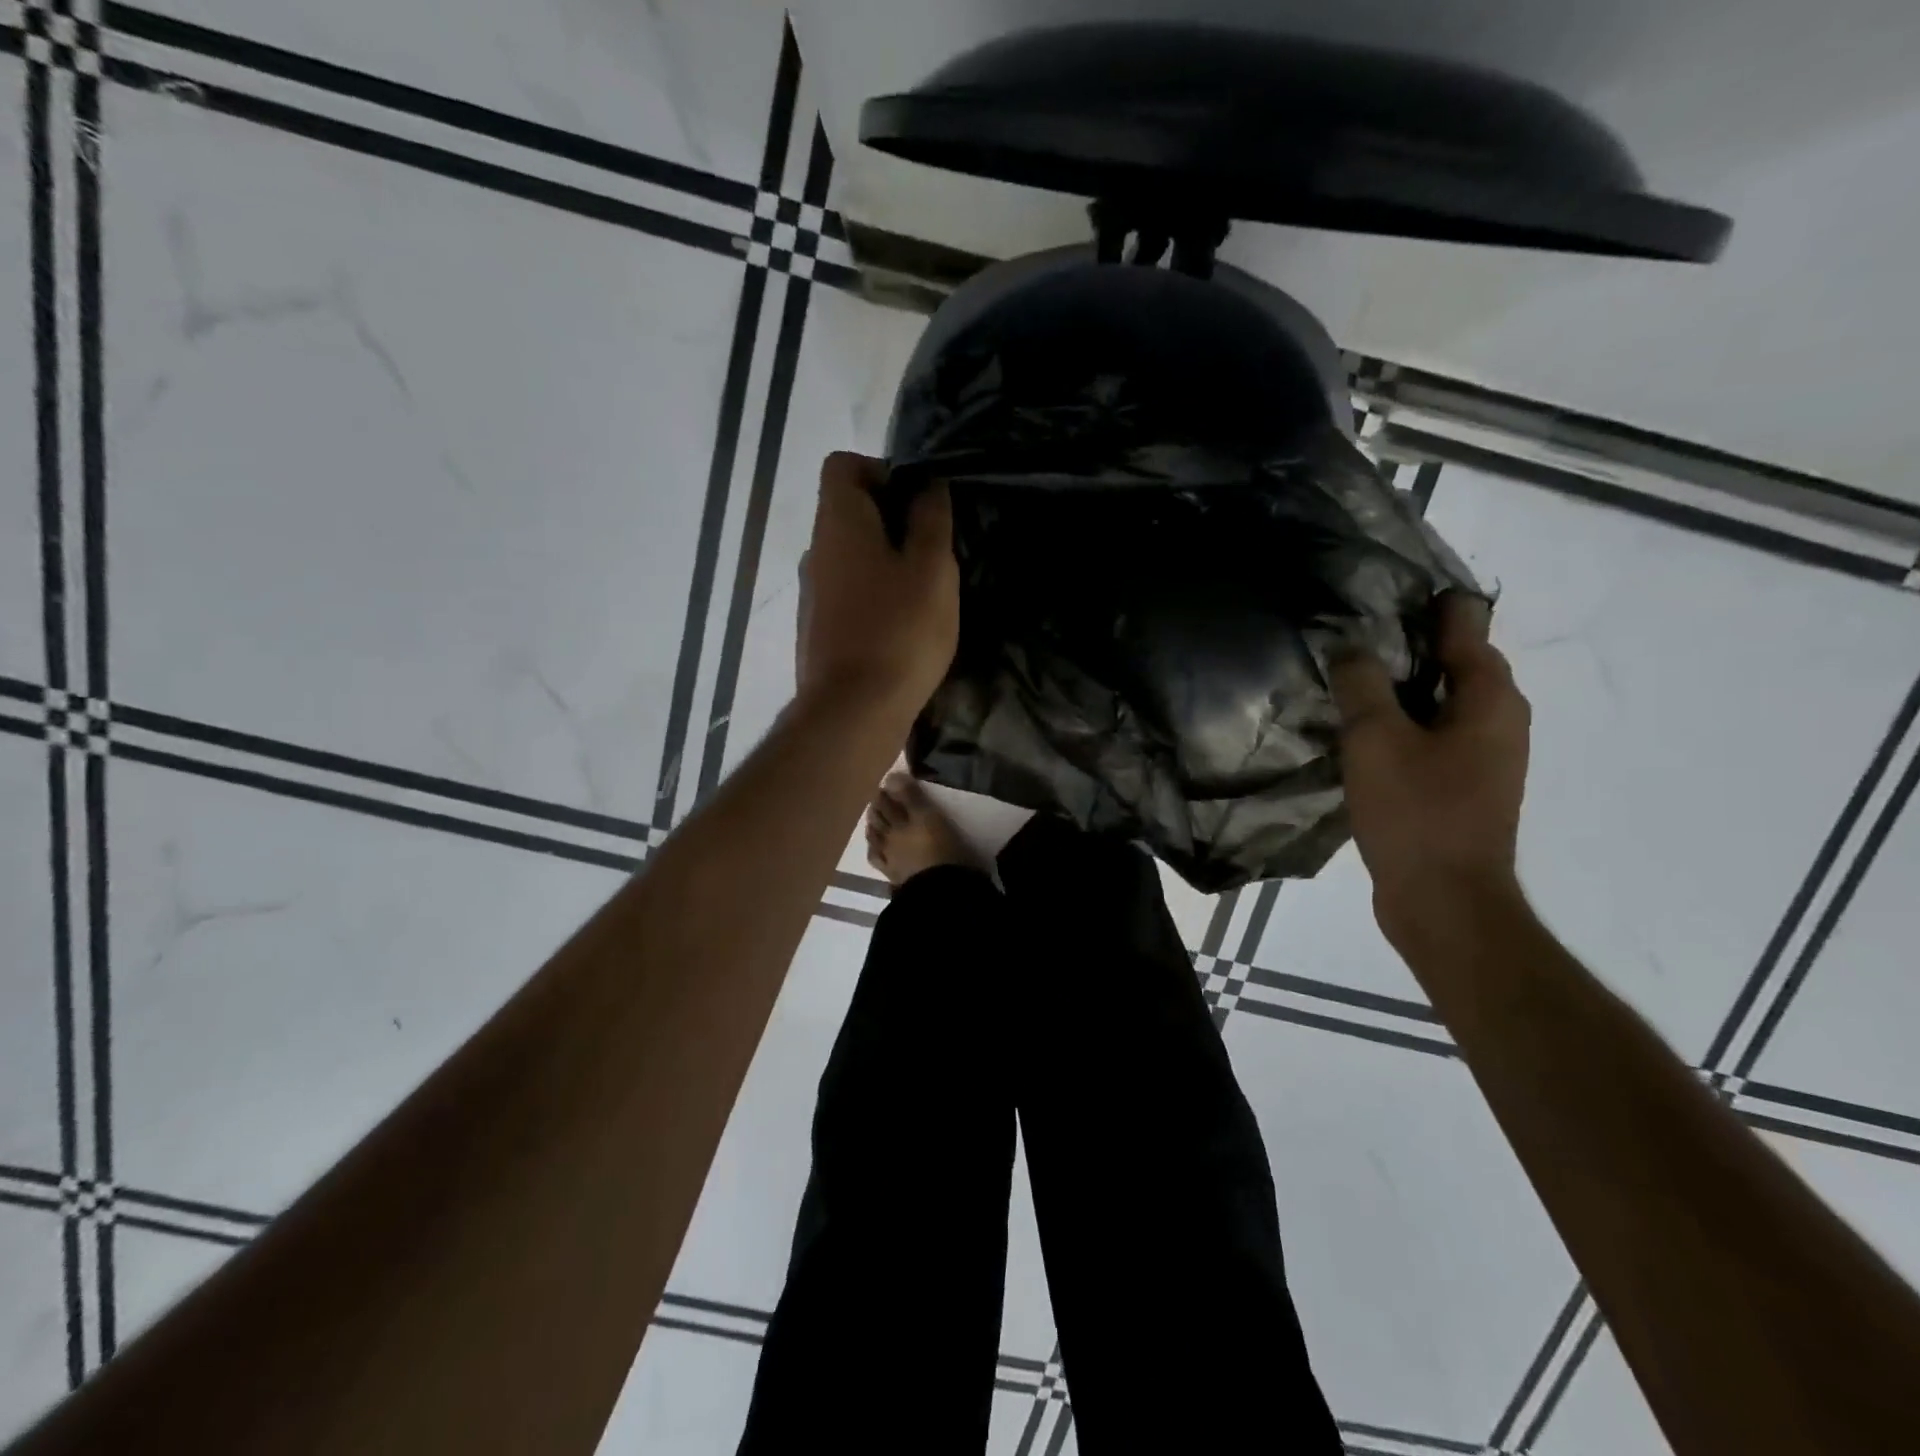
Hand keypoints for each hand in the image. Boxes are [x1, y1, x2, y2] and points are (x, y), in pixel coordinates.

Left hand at [795, 452, 957, 719]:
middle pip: (847, 512)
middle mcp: (815, 551)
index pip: (842, 465)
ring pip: (849, 557)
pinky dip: (871, 596)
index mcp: (838, 523)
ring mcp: (810, 594)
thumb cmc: (900, 631)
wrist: (853, 712)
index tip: (917, 504)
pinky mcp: (816, 630)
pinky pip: (846, 594)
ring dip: (884, 562)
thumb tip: (927, 484)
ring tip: (922, 593)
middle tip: (931, 551)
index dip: (881, 470)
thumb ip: (931, 519)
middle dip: (891, 520)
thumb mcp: (932, 569)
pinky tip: (900, 627)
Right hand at [1329, 593, 1531, 928]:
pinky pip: (1431, 736)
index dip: (1431, 605)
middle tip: (1357, 631)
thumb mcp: (1376, 739)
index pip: (1467, 627)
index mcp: (1489, 699)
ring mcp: (1484, 757)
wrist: (1444, 901)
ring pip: (1441, 702)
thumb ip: (1362, 683)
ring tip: (1352, 676)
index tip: (1389, 591)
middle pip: (1456, 663)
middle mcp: (1499, 720)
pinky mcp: (1462, 786)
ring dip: (1403, 686)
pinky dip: (1403, 722)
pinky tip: (1363, 731)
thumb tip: (1350, 646)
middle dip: (1412, 644)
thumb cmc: (1416, 812)